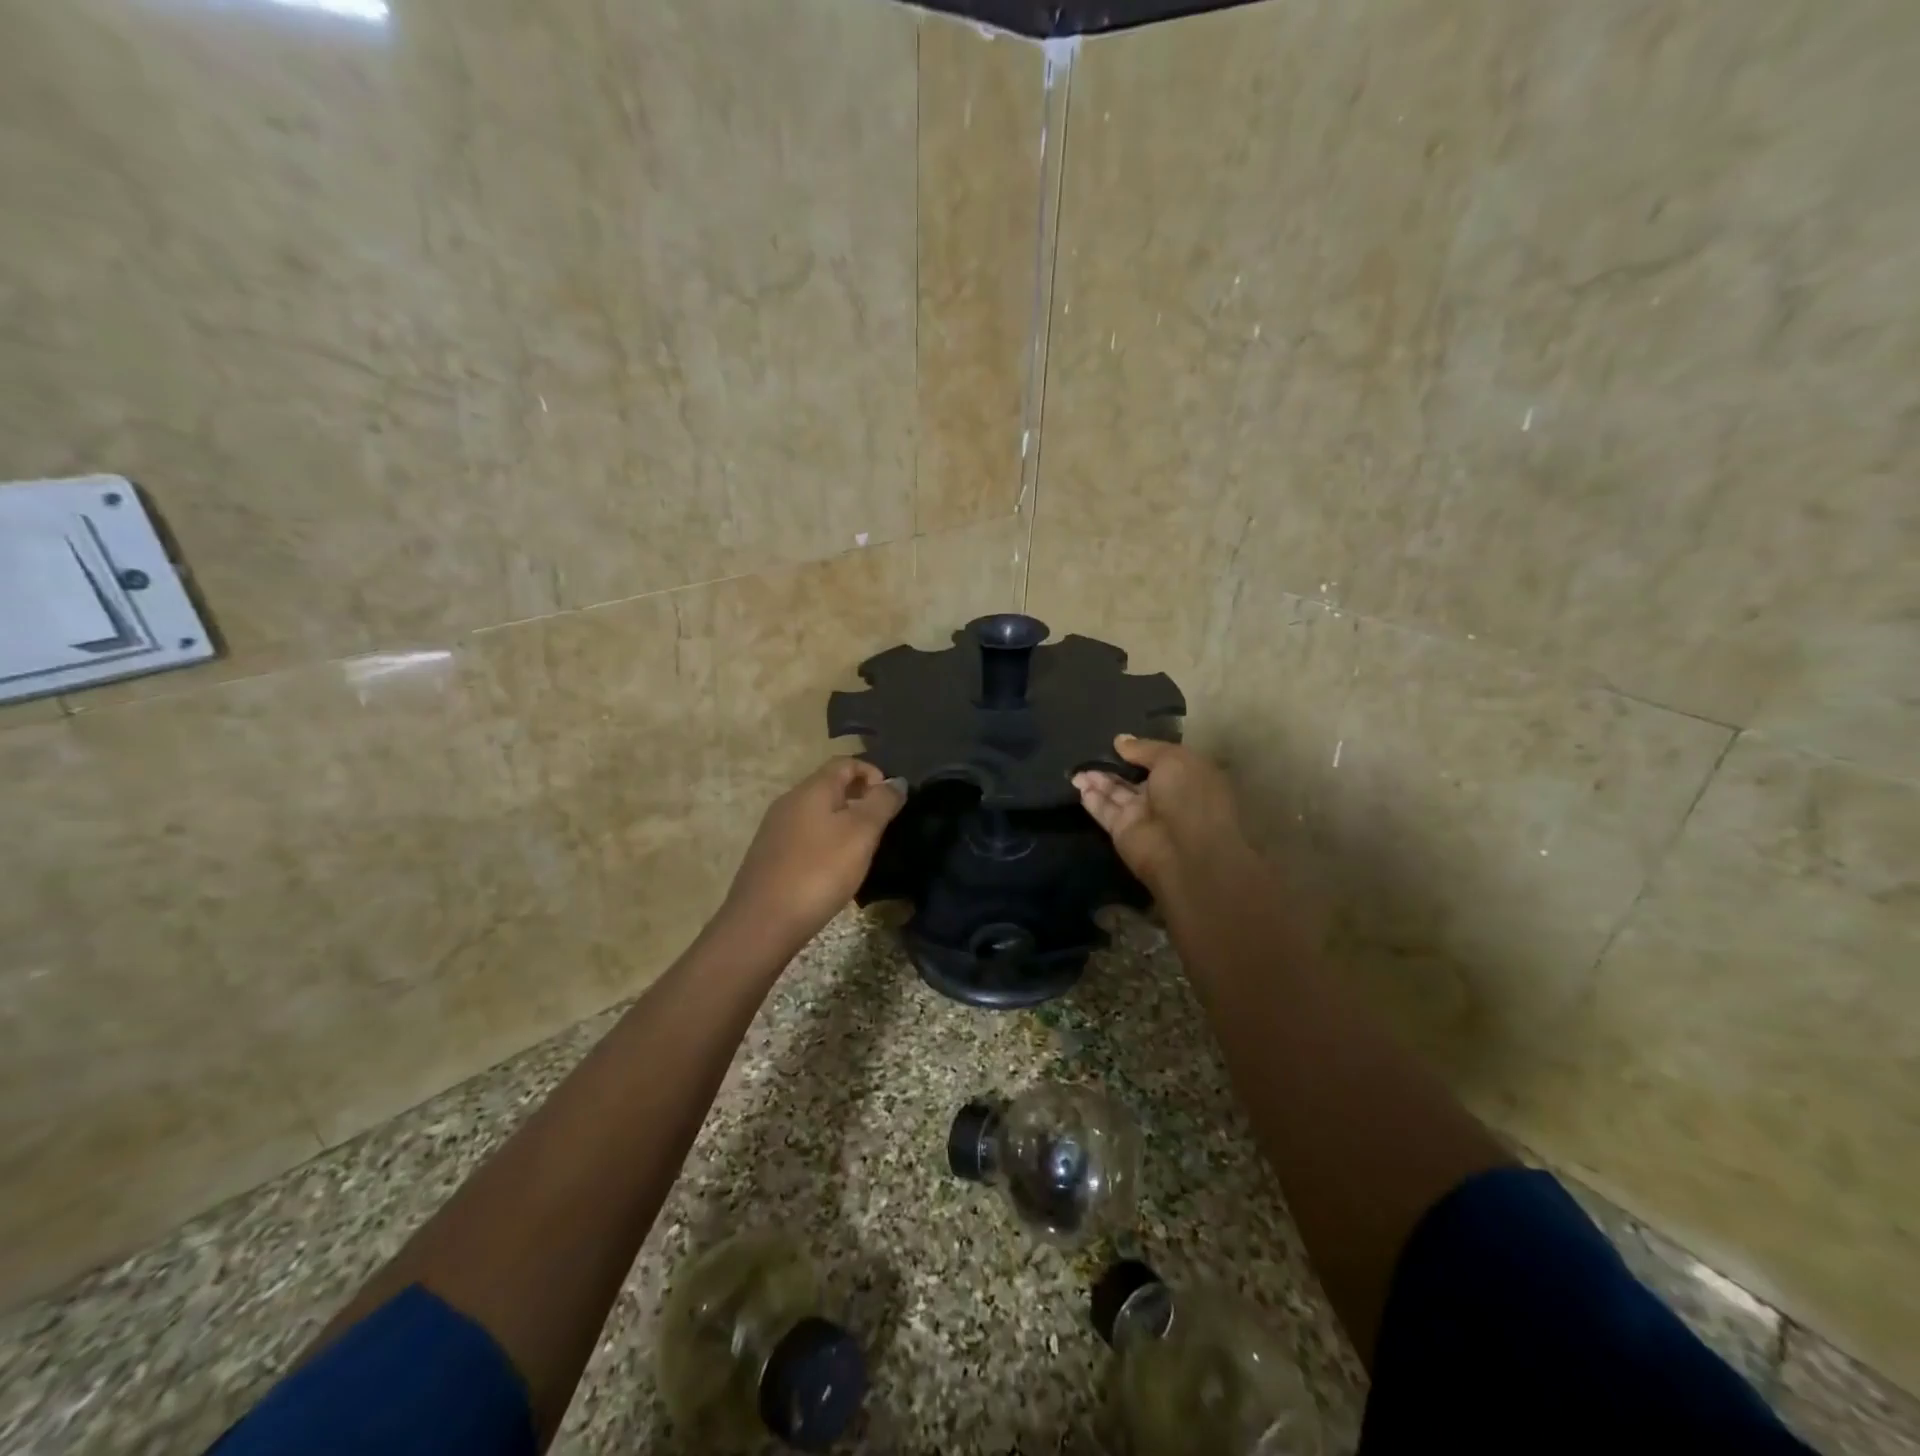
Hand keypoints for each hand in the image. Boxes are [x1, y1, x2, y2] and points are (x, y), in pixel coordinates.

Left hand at [719, 758, 905, 948]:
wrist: (763, 923)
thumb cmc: (819, 871)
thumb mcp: (861, 833)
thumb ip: (882, 802)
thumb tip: (897, 781)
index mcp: (811, 789)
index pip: (845, 762)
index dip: (873, 772)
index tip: (892, 800)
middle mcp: (789, 801)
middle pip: (830, 786)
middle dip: (860, 798)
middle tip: (882, 826)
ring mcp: (776, 829)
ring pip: (818, 813)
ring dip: (844, 822)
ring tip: (863, 849)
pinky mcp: (770, 856)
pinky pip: (806, 836)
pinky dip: (826, 842)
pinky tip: (835, 869)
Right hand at [1072, 735, 1250, 892]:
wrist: (1187, 852)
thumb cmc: (1190, 796)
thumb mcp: (1173, 759)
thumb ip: (1144, 749)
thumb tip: (1120, 740)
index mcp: (1186, 777)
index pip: (1159, 760)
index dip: (1139, 750)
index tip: (1117, 741)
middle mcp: (1165, 796)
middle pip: (1133, 777)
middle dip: (1113, 765)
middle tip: (1088, 750)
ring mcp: (1143, 815)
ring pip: (1115, 793)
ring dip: (1096, 779)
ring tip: (1076, 766)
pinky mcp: (1123, 832)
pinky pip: (1105, 811)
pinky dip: (1092, 798)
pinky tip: (1077, 783)